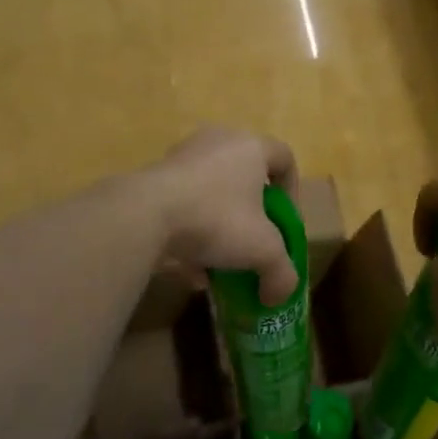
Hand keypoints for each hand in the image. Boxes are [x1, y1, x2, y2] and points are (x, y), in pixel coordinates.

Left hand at [148, 127, 299, 303]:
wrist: (144, 215)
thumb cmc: (216, 218)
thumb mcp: (262, 251)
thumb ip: (281, 273)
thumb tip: (279, 296)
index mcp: (250, 147)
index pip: (284, 158)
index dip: (293, 191)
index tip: (286, 222)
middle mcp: (217, 142)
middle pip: (245, 177)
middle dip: (252, 215)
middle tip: (254, 241)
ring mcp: (181, 158)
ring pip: (211, 194)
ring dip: (220, 228)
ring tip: (221, 264)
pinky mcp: (154, 179)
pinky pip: (183, 205)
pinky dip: (191, 234)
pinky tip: (192, 271)